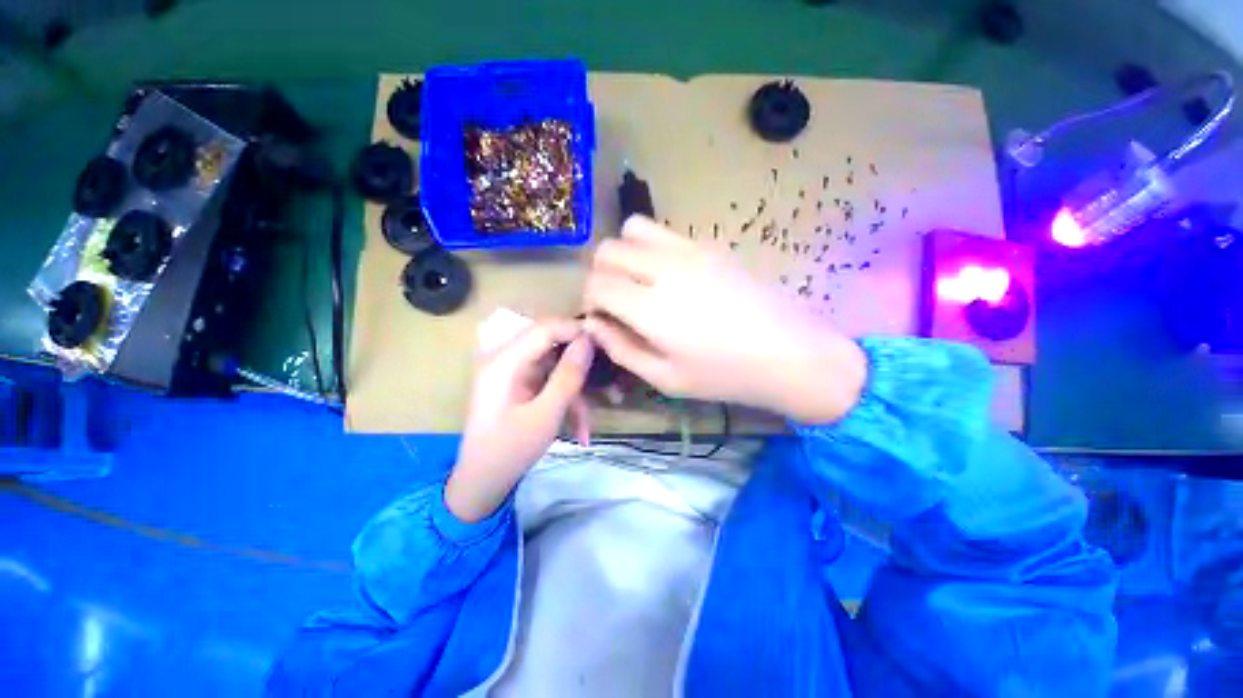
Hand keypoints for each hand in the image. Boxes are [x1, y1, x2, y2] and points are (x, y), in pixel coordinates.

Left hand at [445, 319, 593, 522]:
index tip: (606, 344)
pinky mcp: (518, 384)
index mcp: (503, 361)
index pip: (546, 328)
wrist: (481, 484)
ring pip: (554, 367)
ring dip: (574, 392)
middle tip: (608, 383)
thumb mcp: (546, 415)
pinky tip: (577, 429)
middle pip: (552, 346)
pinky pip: (548, 382)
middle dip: (580, 367)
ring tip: (587, 424)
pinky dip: (564, 401)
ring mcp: (511, 372)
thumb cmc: (510, 451)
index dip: (577, 331)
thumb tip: (588, 341)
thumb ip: (568, 375)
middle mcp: (505, 358)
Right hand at [583, 216, 866, 422]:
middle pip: (608, 250)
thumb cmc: (725, 375)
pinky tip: (672, 278)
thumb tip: (593, 325)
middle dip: (601, 275)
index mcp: (650, 307)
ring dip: (625, 254)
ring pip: (633, 229)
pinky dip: (653, 249)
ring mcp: (690, 249)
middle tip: (617, 302)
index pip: (596, 284)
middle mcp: (664, 268)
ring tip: (640, 282)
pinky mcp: (710, 245)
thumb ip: (621, 349)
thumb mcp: (665, 378)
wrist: (789, 352)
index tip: (603, 318)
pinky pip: (665, 233)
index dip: (591, 301)